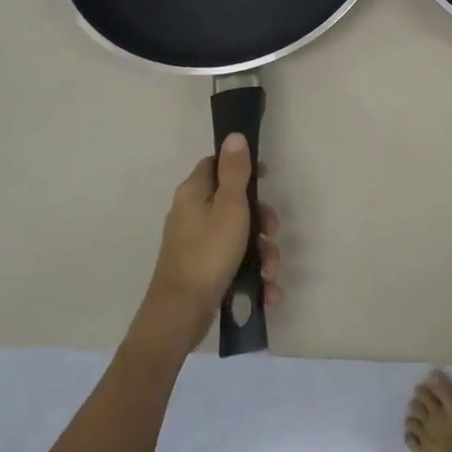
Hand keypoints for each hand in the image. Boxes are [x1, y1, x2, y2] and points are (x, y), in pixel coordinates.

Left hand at [143, 136, 281, 338]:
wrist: (179, 316)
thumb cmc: (208, 253)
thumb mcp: (230, 206)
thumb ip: (235, 171)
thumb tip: (234, 135)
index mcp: (194, 193)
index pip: (217, 164)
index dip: (243, 167)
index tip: (266, 179)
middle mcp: (191, 214)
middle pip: (234, 202)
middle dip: (261, 220)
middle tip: (272, 233)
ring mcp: (195, 244)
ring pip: (238, 236)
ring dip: (262, 253)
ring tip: (271, 273)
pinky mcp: (201, 270)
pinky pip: (232, 262)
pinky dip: (251, 274)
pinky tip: (267, 291)